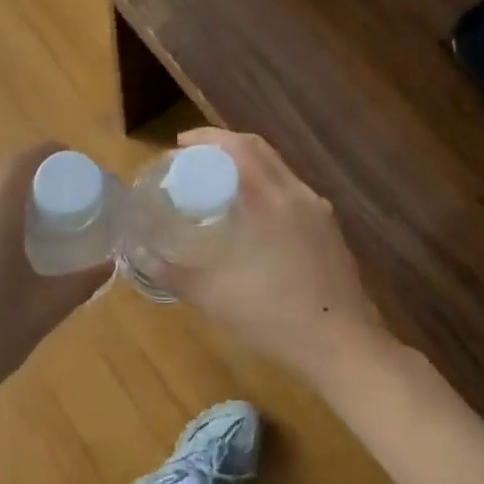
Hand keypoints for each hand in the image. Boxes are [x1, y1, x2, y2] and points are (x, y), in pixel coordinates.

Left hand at [0, 143, 112, 402]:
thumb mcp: (44, 313)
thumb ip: (80, 284)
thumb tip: (109, 264)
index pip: (17, 165)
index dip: (45, 151)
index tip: (70, 156)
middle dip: (28, 172)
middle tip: (58, 192)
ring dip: (6, 197)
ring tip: (34, 224)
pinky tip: (1, 258)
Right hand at [149, 127, 380, 371]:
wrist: (341, 345)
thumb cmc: (273, 317)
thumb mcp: (212, 296)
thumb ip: (173, 273)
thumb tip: (141, 257)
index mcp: (269, 200)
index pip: (238, 147)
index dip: (207, 138)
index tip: (179, 146)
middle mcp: (297, 195)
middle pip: (260, 150)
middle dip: (225, 146)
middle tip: (195, 159)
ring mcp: (319, 211)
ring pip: (279, 170)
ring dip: (248, 166)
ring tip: (220, 184)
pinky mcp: (330, 230)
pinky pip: (292, 192)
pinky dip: (267, 187)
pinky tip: (253, 217)